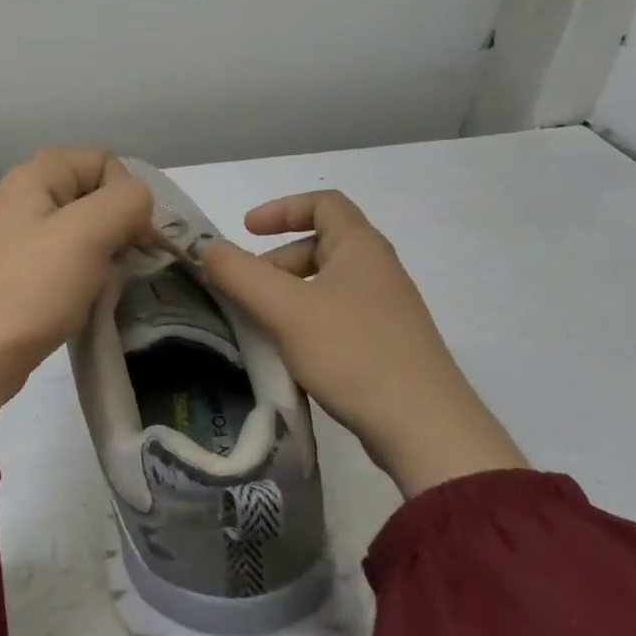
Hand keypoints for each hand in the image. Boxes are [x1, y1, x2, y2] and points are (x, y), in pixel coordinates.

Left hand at [0, 148, 154, 446]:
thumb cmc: (33, 286)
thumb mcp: (89, 233)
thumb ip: (127, 202)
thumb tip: (138, 205)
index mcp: (35, 175)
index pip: (103, 159)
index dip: (126, 193)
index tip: (131, 237)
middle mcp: (24, 195)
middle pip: (94, 191)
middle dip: (118, 223)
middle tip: (121, 261)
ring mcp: (20, 233)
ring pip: (83, 225)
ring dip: (104, 250)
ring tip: (102, 281)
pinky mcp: (21, 267)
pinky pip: (67, 254)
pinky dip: (85, 270)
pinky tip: (84, 295)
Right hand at [203, 191, 527, 496]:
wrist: (427, 431)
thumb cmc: (353, 353)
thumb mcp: (285, 308)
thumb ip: (239, 274)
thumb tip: (208, 250)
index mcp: (361, 248)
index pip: (323, 204)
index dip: (281, 209)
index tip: (246, 230)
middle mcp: (378, 271)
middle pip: (320, 245)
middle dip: (275, 261)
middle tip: (246, 291)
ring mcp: (386, 311)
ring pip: (326, 285)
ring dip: (287, 295)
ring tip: (261, 325)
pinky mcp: (387, 347)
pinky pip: (337, 317)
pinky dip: (306, 322)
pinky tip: (291, 354)